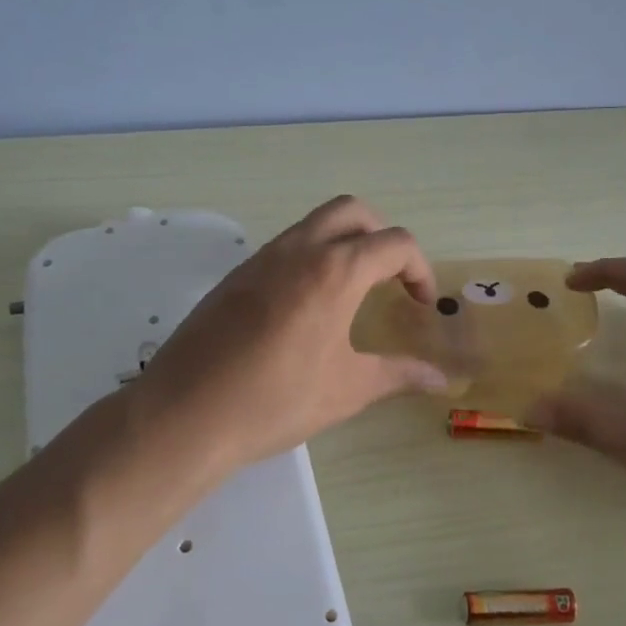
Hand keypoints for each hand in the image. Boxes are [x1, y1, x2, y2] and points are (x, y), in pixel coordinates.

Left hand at [130, 196, 448, 474]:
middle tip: (390, 279)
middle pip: (353, 212)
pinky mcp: (236, 274)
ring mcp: (262, 258)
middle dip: (382, 236)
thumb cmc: (276, 401)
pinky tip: (307, 307)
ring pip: (315, 223)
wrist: (185, 414)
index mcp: (335, 271)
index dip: (419, 270)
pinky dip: (312, 256)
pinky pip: (286, 246)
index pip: (395, 243)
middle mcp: (299, 250)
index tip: (420, 306)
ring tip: (352, 291)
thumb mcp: (347, 390)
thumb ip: (399, 374)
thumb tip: (440, 379)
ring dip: (344, 242)